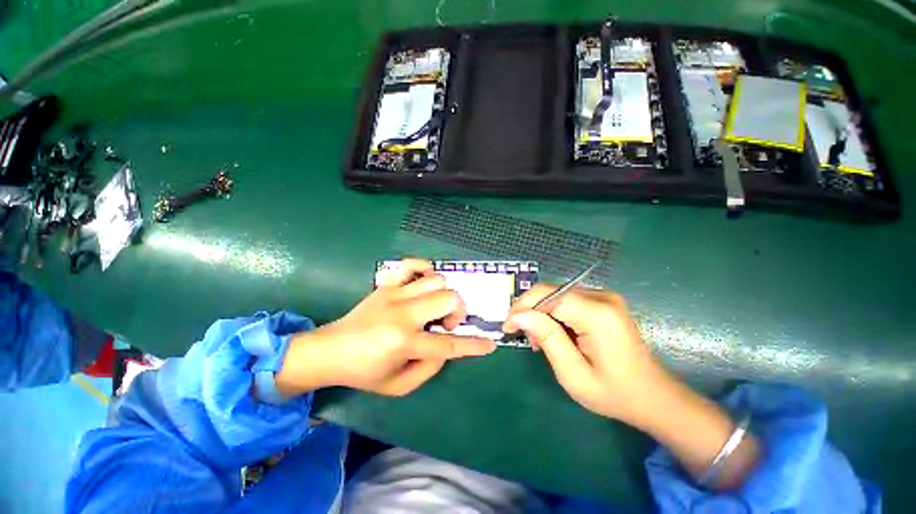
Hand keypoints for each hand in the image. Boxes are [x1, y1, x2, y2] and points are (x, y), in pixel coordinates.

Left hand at [277, 259, 495, 396]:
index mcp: (405, 342)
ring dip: (445, 295)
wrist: (331, 349)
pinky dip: (425, 268)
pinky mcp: (387, 284)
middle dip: (458, 312)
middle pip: (449, 299)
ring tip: (435, 307)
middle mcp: (403, 313)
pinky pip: (412, 264)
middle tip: (446, 324)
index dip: (473, 345)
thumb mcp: (398, 385)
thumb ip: (429, 368)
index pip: (449, 344)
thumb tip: (446, 348)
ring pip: (437, 280)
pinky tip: (425, 282)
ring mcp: (395, 294)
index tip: (490, 344)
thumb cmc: (364, 372)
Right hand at [503, 285, 669, 423]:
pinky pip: (567, 300)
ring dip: (541, 314)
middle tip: (522, 336)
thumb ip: (547, 338)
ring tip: (538, 340)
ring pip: (556, 295)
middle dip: (530, 311)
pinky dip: (553, 314)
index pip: (547, 296)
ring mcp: (604, 297)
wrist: (654, 397)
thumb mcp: (574, 374)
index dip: (523, 308)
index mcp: (597, 314)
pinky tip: (555, 333)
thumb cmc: (614, 393)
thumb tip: (518, 316)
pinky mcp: (603, 302)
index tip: (508, 328)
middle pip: (551, 292)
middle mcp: (601, 297)